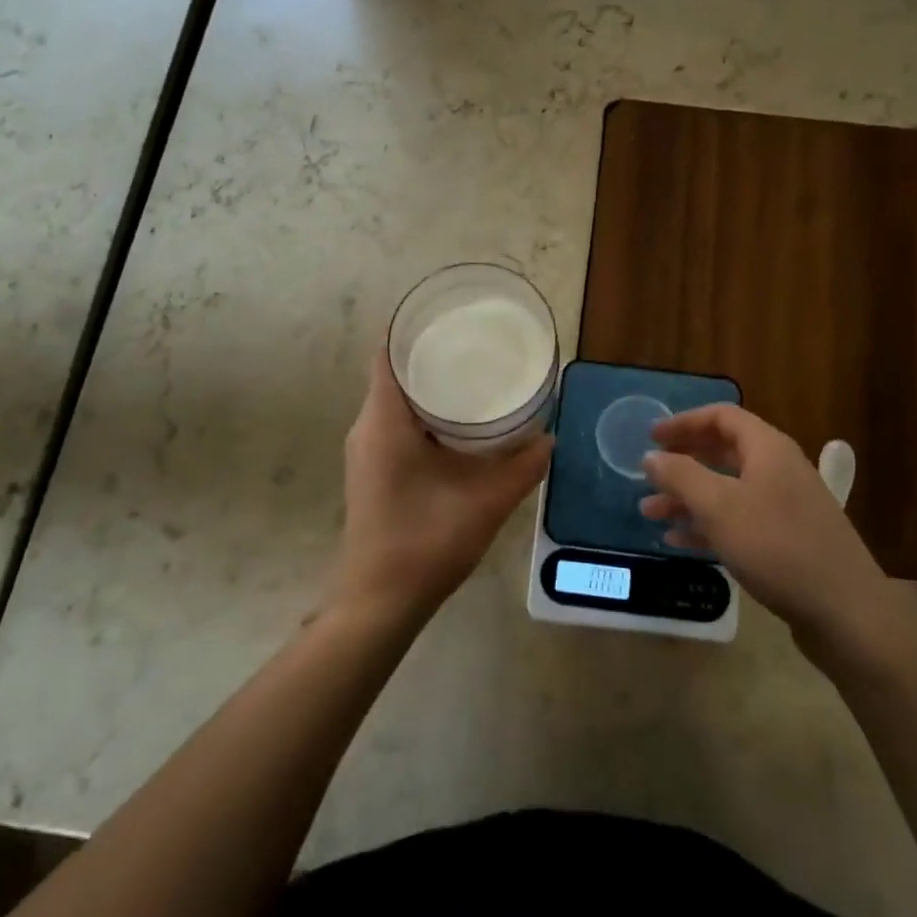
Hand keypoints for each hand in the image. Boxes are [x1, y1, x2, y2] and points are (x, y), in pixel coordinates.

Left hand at [333, 349, 552, 621]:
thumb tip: (550, 436)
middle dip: (431, 353)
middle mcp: (367, 427)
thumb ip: (522, 467)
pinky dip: (423, 411)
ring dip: (428, 383)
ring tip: (473, 373)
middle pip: (394, 370)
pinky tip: (459, 422)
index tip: (452, 315)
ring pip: (395, 398)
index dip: (414, 327)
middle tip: (477, 343)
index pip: (388, 352)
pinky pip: (395, 421)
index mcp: (384, 421)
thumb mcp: (485, 502)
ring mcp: (366, 449)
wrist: (379, 601)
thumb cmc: (425, 543)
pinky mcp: (373, 468)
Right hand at [641, 405, 899, 645]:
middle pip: (723, 453)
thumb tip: (651, 456)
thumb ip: (681, 476)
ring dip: (688, 498)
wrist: (845, 611)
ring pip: (727, 490)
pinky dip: (708, 525)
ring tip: (650, 514)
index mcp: (768, 449)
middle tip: (648, 475)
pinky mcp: (786, 540)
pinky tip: (679, 541)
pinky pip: (739, 521)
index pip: (722, 417)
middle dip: (682, 463)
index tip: (651, 437)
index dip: (684, 422)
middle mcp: (778, 470)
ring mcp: (785, 506)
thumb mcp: (719, 507)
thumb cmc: (776, 546)